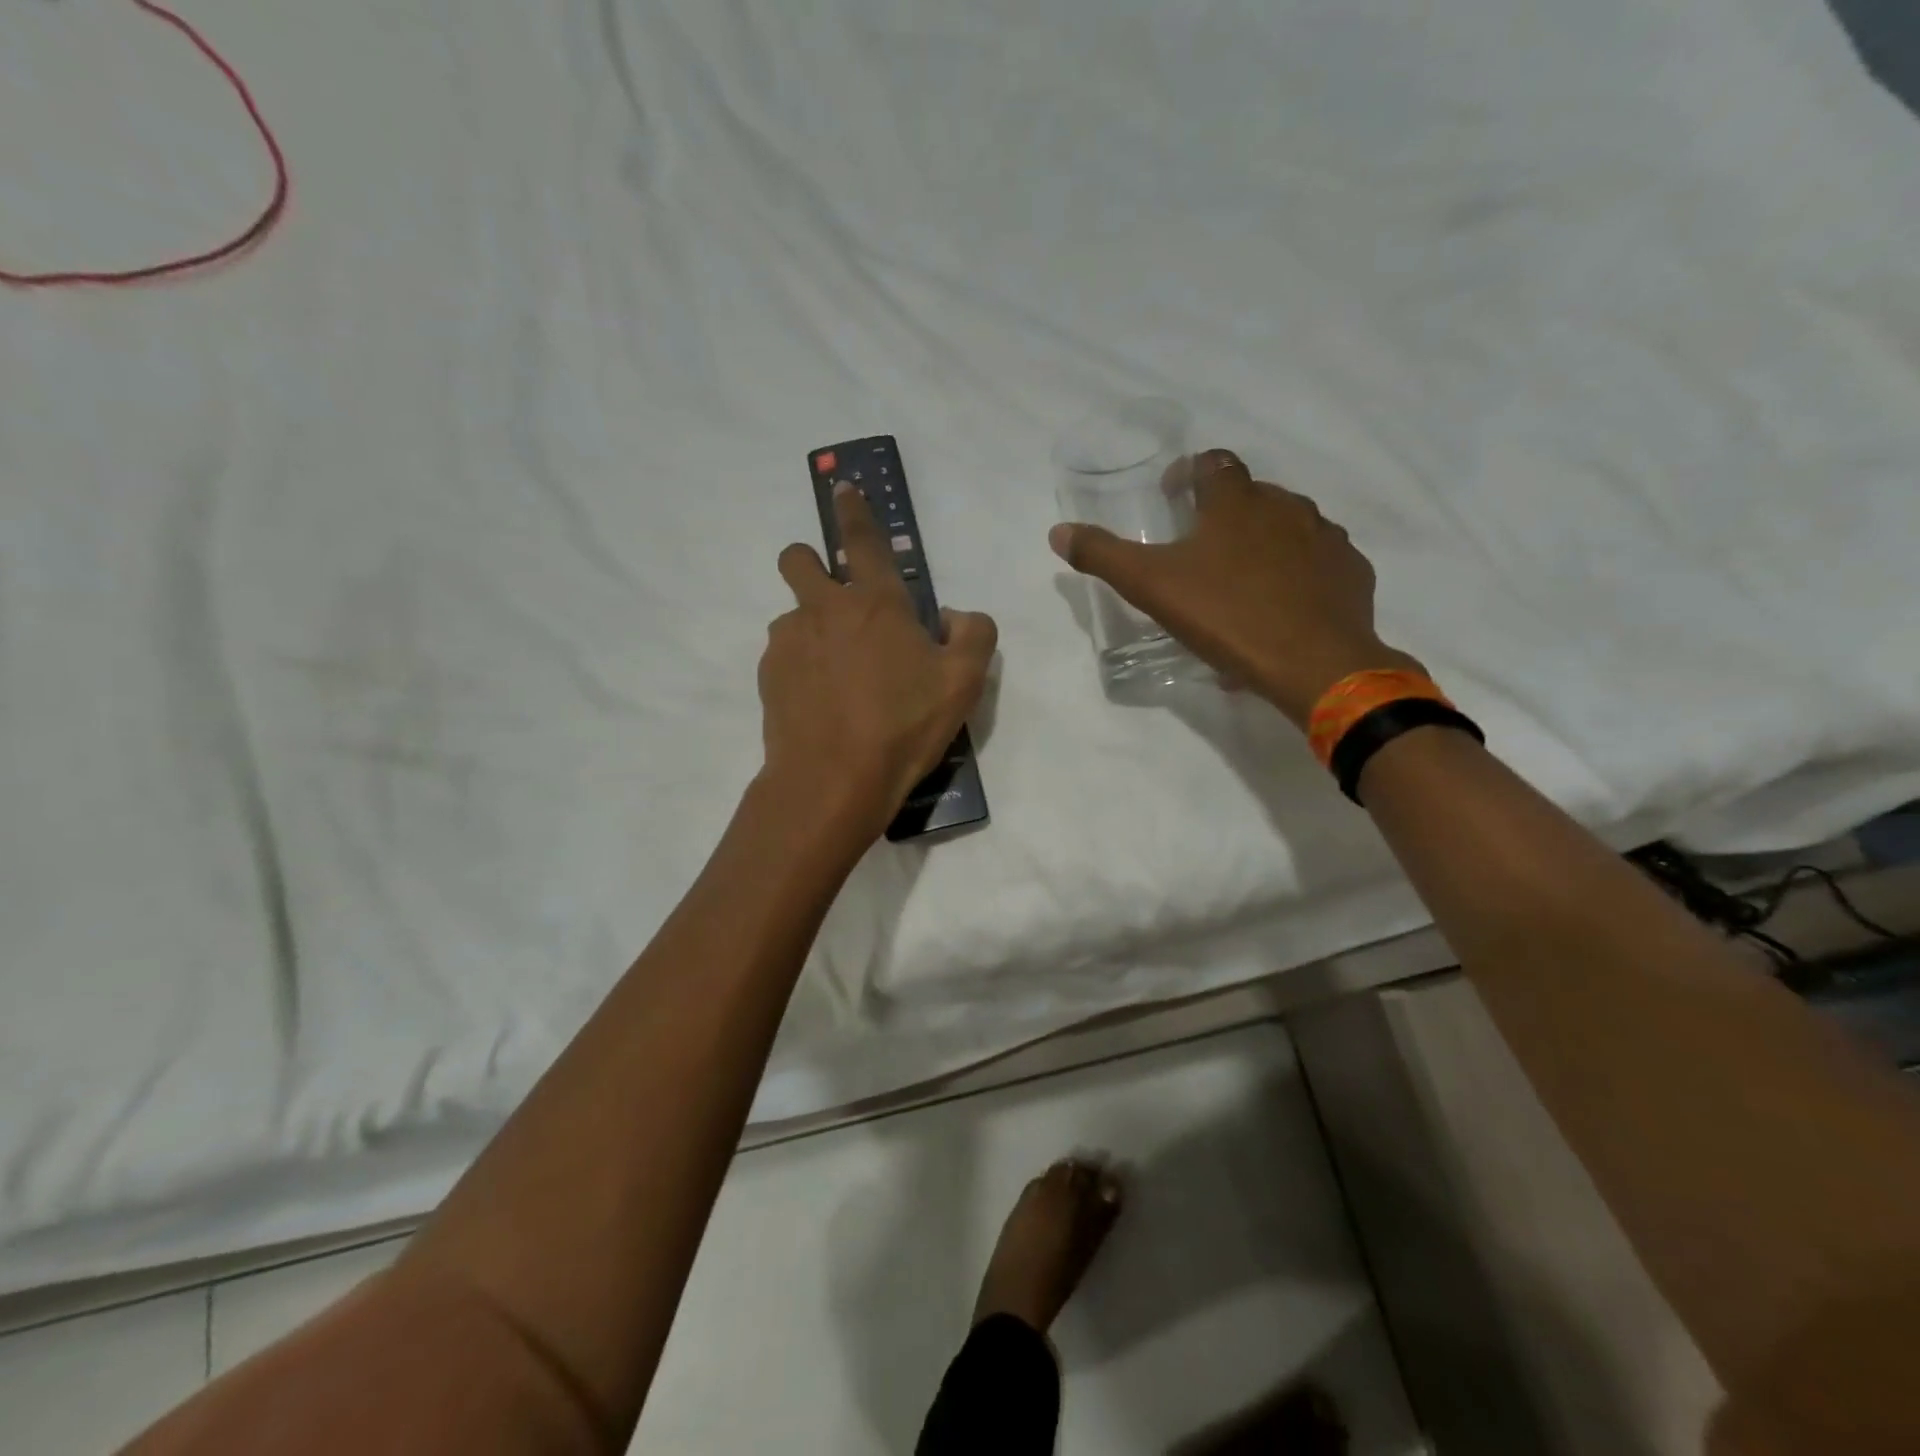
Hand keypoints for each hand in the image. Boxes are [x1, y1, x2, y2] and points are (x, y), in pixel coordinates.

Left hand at [761, 484, 997, 839]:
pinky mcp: (768, 675)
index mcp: (876, 602)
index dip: (853, 509)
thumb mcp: (964, 681)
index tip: (841, 488)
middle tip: (834, 598)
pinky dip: (800, 668)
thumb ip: (973, 633)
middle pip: (798, 559)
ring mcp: (789, 641)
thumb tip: (953, 615)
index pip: (862, 539)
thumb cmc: (903, 725)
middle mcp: (824, 609)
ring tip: (839, 678)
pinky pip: (783, 656)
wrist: (832, 779)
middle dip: (809, 561)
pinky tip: (820, 704)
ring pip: (792, 615)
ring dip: (812, 629)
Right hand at [1049, 449, 1419, 727]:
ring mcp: (1325, 537)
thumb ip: (1103, 555)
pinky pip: (1319, 561)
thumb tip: (1058, 531)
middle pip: (1251, 494)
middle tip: (1202, 550)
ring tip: (1242, 582)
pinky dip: (1298, 572)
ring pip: (1289, 526)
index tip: (1173, 497)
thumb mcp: (1151, 587)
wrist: (1314, 663)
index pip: (1213, 463)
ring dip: (1263, 541)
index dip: (1189, 474)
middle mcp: (1286, 506)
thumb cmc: (1226, 616)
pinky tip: (1283, 605)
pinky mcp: (1351, 571)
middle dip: (1225, 512)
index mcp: (1236, 502)